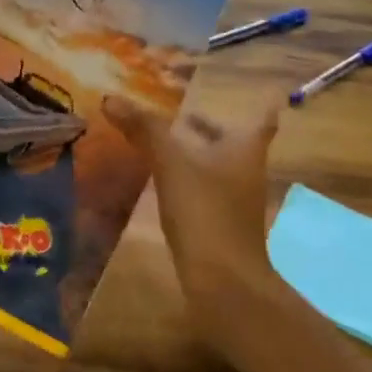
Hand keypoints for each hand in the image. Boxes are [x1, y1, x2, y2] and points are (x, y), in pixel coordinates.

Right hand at [104, 95, 286, 328]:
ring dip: (197, 152)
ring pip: (217, 166)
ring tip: (167, 141)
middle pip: (233, 142)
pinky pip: (204, 189)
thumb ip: (144, 130)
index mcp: (244, 150)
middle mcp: (246, 171)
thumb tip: (111, 98)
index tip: (248, 90)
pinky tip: (164, 181)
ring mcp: (235, 201)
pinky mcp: (220, 224)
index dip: (257, 104)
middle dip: (211, 128)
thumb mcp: (171, 164)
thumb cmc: (205, 212)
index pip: (260, 119)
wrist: (224, 280)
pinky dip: (188, 177)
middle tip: (185, 112)